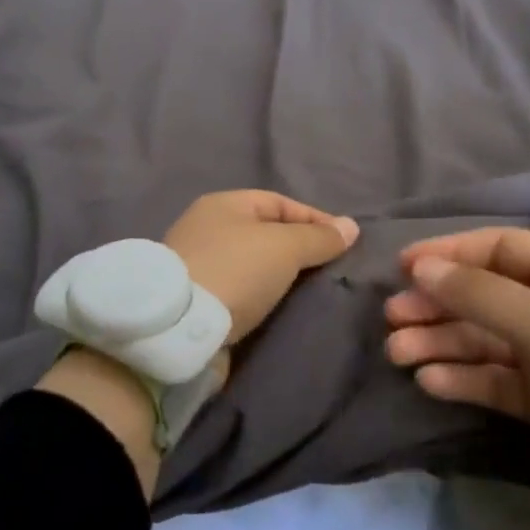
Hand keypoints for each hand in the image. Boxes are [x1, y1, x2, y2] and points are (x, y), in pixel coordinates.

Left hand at [164, 190, 359, 343]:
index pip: (279, 203)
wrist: (178, 327)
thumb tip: (350, 226)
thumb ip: (318, 237)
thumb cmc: (234, 271)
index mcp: (224, 204)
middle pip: (264, 234)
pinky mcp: (195, 299)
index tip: (344, 244)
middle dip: (298, 250)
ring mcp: (198, 264)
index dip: (315, 219)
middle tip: (331, 270)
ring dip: (279, 277)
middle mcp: (207, 228)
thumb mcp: (284, 247)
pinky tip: (280, 309)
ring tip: (311, 293)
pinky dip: (261, 297)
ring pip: (252, 264)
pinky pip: (239, 290)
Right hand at [385, 227, 529, 529]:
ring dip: (442, 343)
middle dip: (438, 304)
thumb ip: (480, 295)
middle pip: (485, 295)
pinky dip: (465, 379)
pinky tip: (431, 383)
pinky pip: (497, 380)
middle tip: (392, 320)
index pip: (500, 249)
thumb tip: (420, 266)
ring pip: (486, 340)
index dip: (450, 252)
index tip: (402, 266)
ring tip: (398, 354)